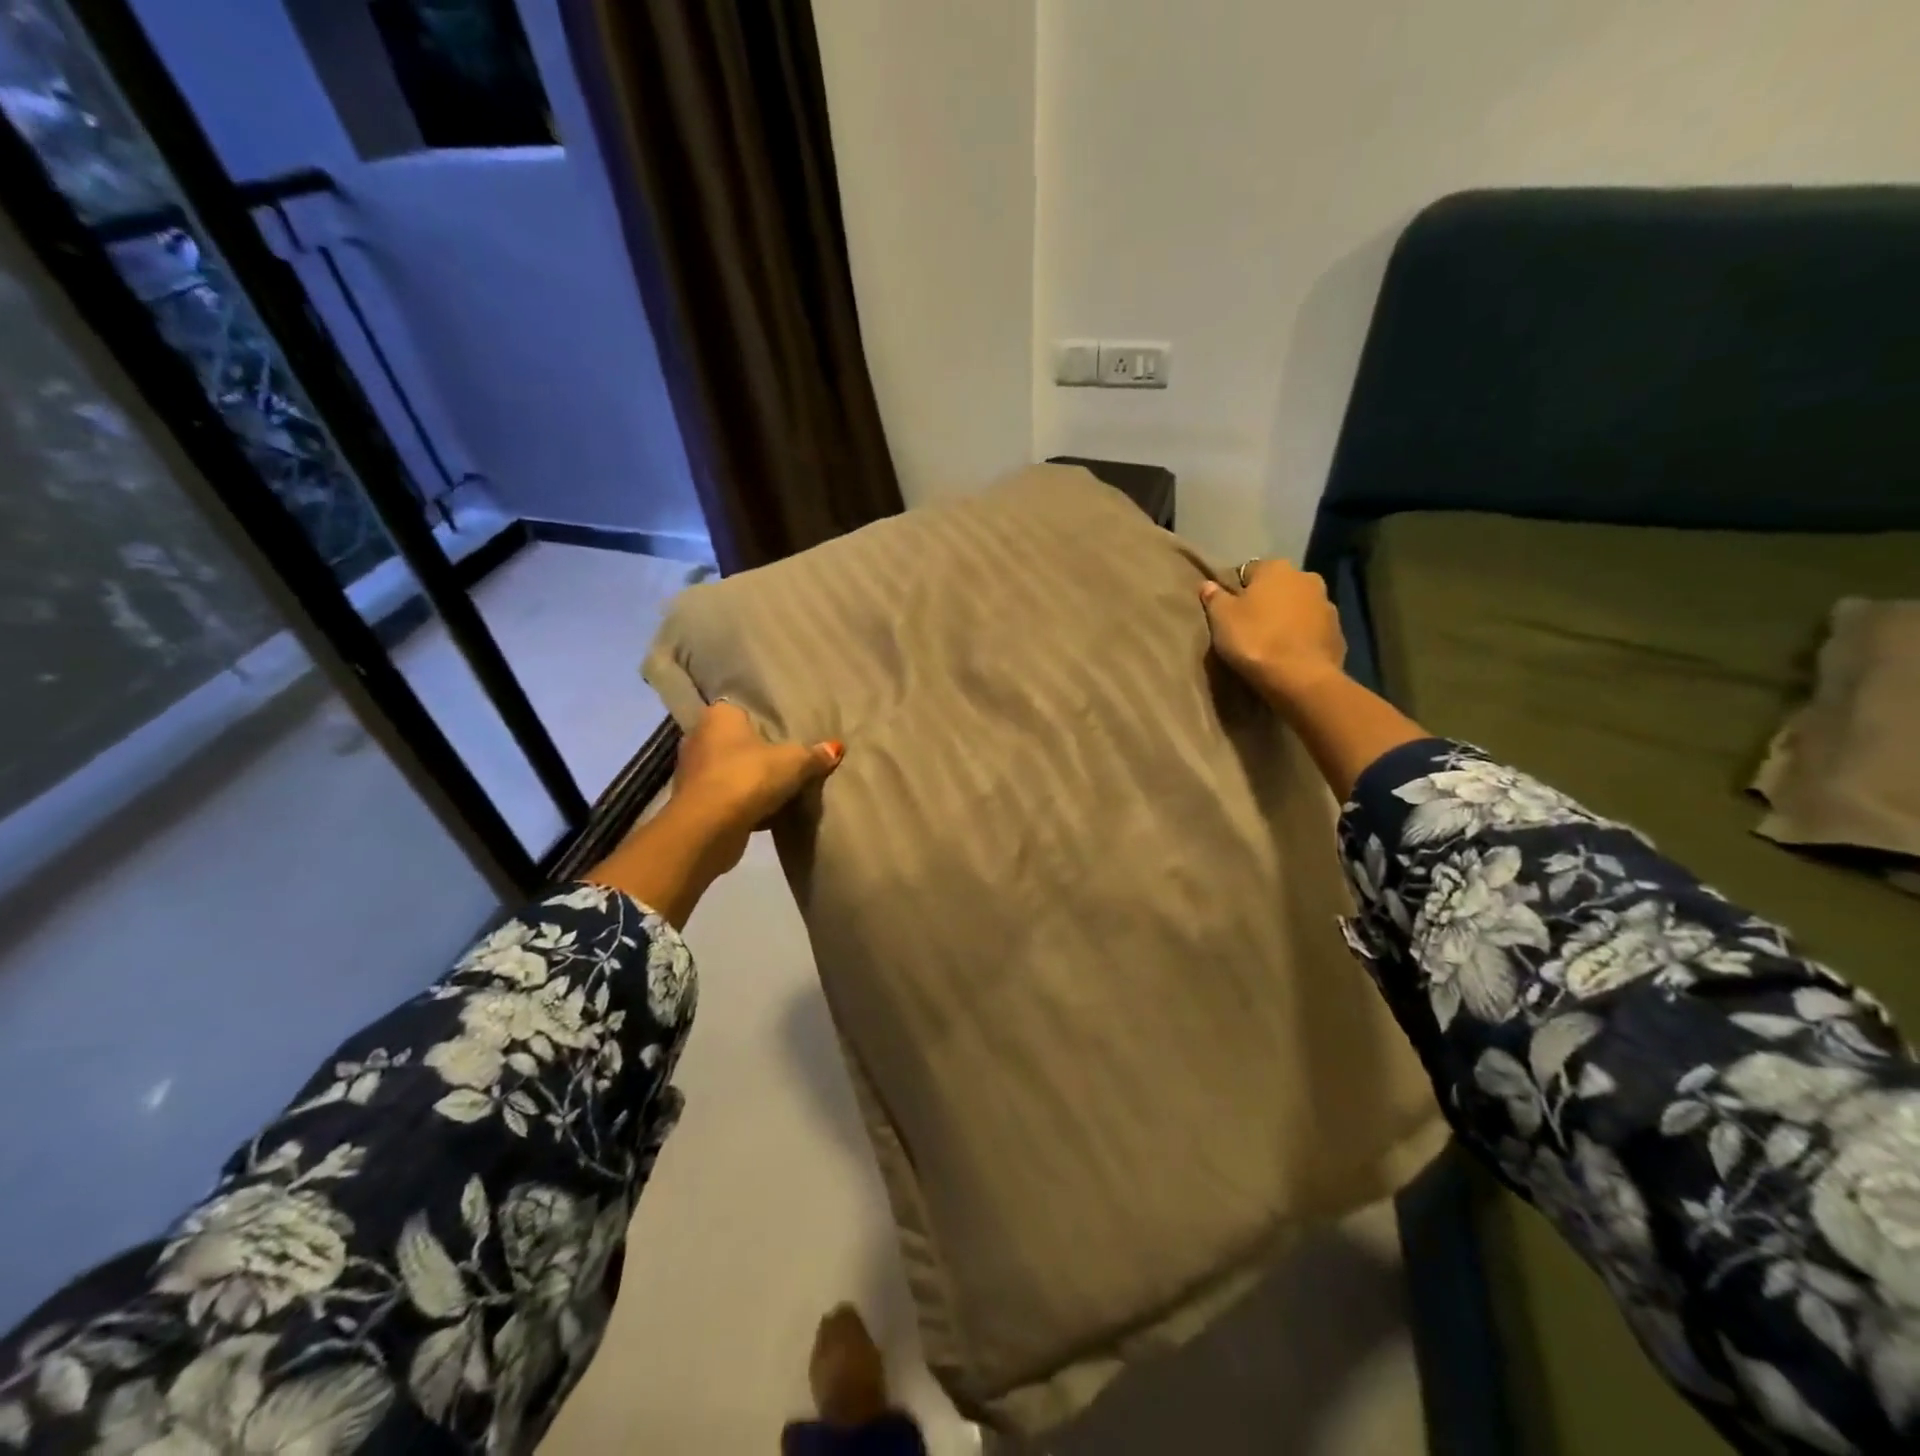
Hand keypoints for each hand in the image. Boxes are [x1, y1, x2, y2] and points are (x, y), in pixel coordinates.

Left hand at [668, 701, 842, 869]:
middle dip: (758, 749)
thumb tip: (836, 748)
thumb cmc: (747, 778)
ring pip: (731, 769)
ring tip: (781, 784)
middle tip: (789, 754)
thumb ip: (814, 754)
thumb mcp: (793, 762)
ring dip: (750, 779)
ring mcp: (693, 772)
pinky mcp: (695, 803)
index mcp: (718, 716)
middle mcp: (699, 737)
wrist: (707, 829)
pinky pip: (727, 796)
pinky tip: (768, 811)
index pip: (741, 707)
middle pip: (736, 740)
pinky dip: (744, 802)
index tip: (785, 726)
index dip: (764, 716)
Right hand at [1199, 560, 1346, 704]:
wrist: (1300, 678)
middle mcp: (1306, 577)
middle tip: (1250, 626)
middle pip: (1279, 587)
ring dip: (1287, 618)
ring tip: (1271, 642)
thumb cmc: (1255, 640)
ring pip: (1299, 607)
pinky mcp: (1338, 632)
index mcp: (1276, 568)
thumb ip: (1214, 598)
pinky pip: (1313, 630)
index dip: (1237, 590)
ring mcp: (1327, 605)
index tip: (1230, 611)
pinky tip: (1290, 655)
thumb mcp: (1221, 618)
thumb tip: (1208, 584)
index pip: (1250, 570)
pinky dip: (1302, 637)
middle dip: (1267, 601)